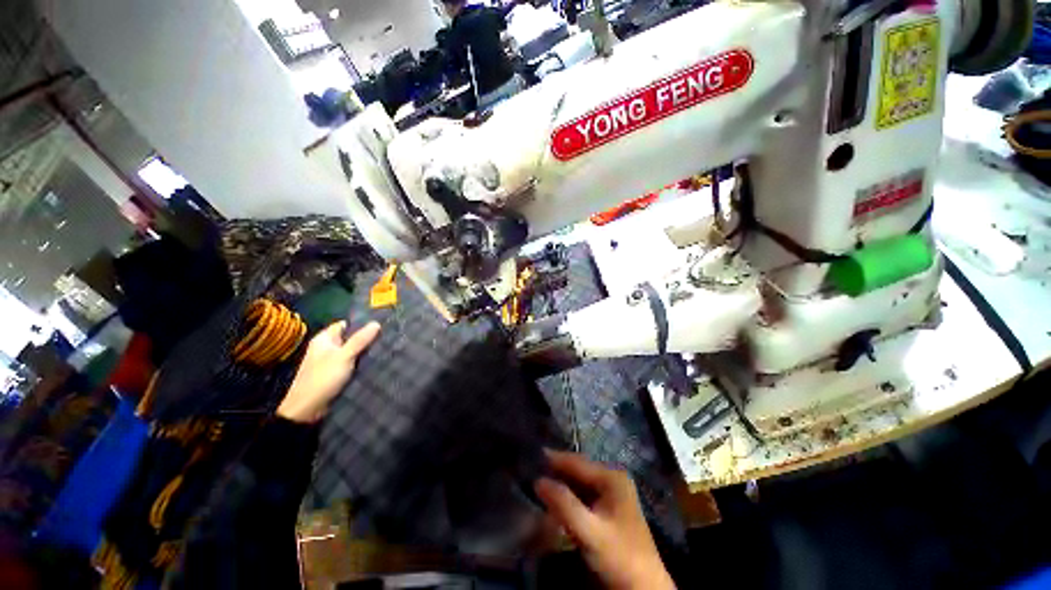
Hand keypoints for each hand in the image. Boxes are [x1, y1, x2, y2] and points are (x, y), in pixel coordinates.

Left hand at [277, 321, 379, 423]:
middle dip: (367, 338)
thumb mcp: (344, 356)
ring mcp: (331, 361)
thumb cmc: (322, 378)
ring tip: (386, 348)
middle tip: (387, 337)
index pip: (345, 324)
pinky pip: (352, 363)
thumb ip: (360, 340)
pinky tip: (377, 362)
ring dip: (366, 351)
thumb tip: (376, 323)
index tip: (381, 324)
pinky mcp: (336, 374)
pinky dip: (362, 362)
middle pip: (350, 338)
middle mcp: (327, 348)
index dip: (361, 324)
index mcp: (324, 339)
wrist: (307, 409)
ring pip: (353, 351)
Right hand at [534, 451, 673, 589]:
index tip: (531, 454)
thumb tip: (538, 481)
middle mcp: (612, 480)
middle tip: (530, 470)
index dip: (553, 458)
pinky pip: (582, 497)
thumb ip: (564, 505)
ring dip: (560, 486)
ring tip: (537, 483)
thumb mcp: (590, 531)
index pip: (576, 462)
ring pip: (578, 485)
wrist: (644, 589)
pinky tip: (554, 502)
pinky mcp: (607, 511)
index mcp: (611, 477)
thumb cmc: (619, 557)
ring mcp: (611, 495)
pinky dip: (567, 499)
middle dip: (555, 472)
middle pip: (577, 471)